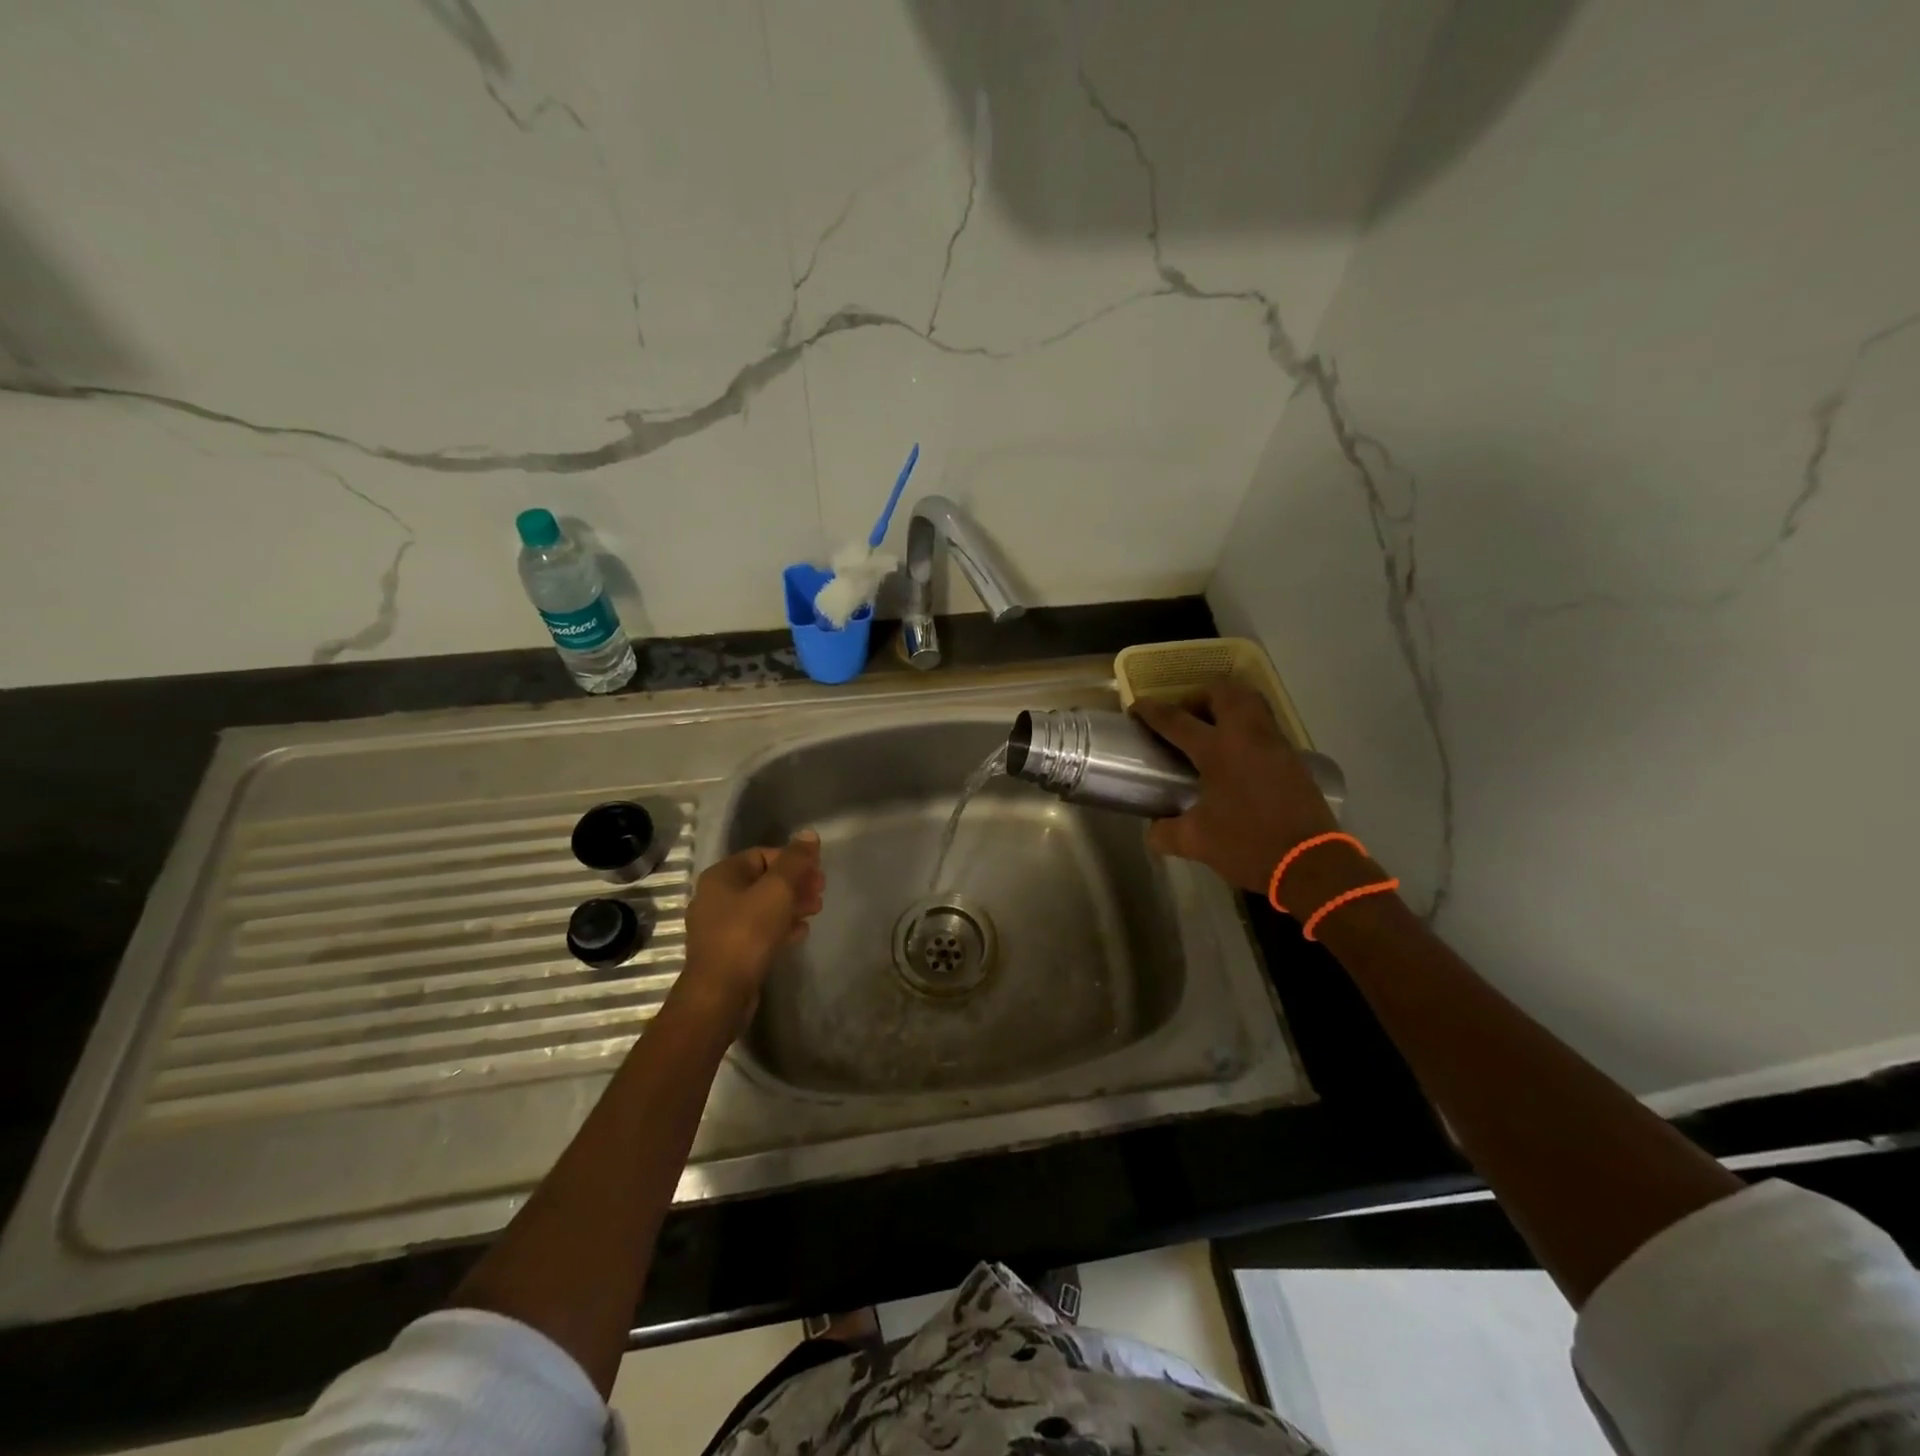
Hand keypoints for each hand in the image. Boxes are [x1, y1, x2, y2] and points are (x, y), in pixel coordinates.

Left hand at [681, 831, 824, 1023]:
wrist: (720, 992)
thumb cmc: (748, 933)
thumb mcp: (777, 890)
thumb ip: (795, 860)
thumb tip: (809, 834)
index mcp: (721, 875)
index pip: (762, 854)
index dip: (792, 860)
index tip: (817, 872)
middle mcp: (715, 896)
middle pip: (763, 880)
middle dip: (795, 883)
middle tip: (821, 892)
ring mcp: (719, 926)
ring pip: (762, 906)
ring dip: (790, 905)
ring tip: (816, 911)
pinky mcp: (727, 951)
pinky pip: (757, 930)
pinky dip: (779, 926)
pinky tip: (800, 933)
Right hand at [1132, 683, 1341, 894]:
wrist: (1311, 863)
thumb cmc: (1248, 845)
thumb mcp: (1196, 842)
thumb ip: (1165, 832)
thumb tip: (1152, 829)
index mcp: (1217, 750)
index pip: (1176, 720)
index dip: (1151, 711)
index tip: (1136, 709)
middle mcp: (1247, 736)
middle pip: (1223, 692)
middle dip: (1198, 696)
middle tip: (1184, 718)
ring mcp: (1275, 744)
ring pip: (1251, 702)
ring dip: (1227, 705)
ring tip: (1210, 730)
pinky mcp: (1293, 758)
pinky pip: (1266, 725)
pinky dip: (1246, 727)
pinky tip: (1236, 756)